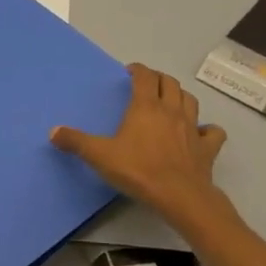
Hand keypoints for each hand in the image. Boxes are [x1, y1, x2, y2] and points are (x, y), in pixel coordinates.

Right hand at [52, 63, 229, 226]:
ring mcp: (193, 128)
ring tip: (171, 101)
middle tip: (148, 84)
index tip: (130, 72)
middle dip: (158, 79)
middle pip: (170, 83)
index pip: (145, 77)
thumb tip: (53, 131)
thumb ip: (76, 142)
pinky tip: (200, 132)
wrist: (179, 195)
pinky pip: (212, 131)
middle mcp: (171, 110)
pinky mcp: (207, 147)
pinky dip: (207, 128)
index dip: (138, 70)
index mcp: (146, 107)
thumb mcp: (99, 155)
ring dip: (180, 96)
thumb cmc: (138, 170)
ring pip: (190, 100)